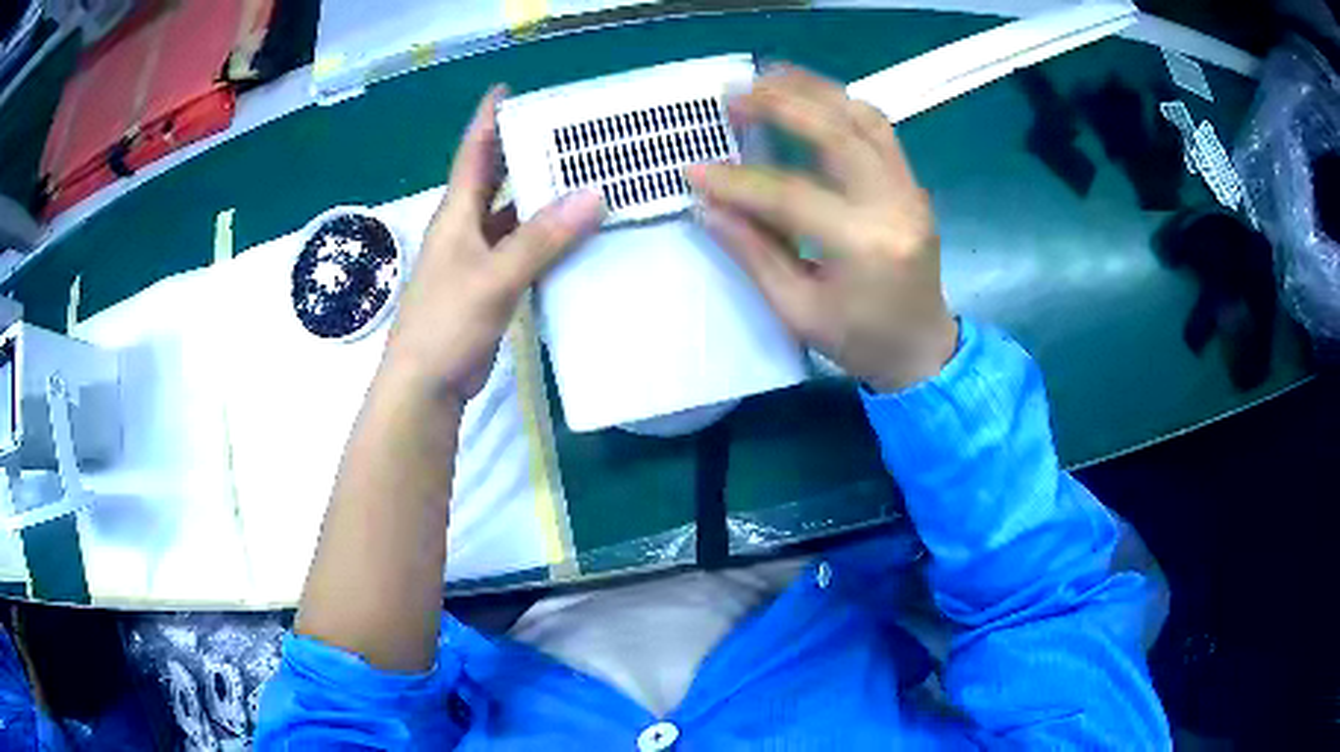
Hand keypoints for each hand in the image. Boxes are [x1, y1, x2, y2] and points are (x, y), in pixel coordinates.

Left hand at [386, 87, 604, 399]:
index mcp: (457, 214)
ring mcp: (477, 259)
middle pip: (496, 180)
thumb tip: (593, 195)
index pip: (474, 154)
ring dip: (541, 198)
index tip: (508, 90)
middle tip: (565, 131)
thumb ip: (541, 239)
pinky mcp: (490, 286)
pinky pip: (522, 250)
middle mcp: (466, 228)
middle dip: (524, 153)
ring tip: (583, 176)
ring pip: (513, 216)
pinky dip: (546, 239)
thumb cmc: (446, 323)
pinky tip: (575, 235)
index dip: (488, 120)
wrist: (426, 385)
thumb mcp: (494, 276)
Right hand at [687, 66, 956, 392]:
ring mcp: (910, 190)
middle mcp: (894, 205)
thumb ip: (754, 252)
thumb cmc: (860, 342)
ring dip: (815, 91)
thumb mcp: (798, 310)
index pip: (791, 195)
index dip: (738, 181)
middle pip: (837, 132)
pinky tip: (809, 98)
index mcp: (865, 246)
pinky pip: (878, 130)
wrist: (923, 350)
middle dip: (781, 105)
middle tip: (734, 94)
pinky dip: (841, 105)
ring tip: (768, 78)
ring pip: (864, 118)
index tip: (696, 170)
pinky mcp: (912, 184)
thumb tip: (708, 206)